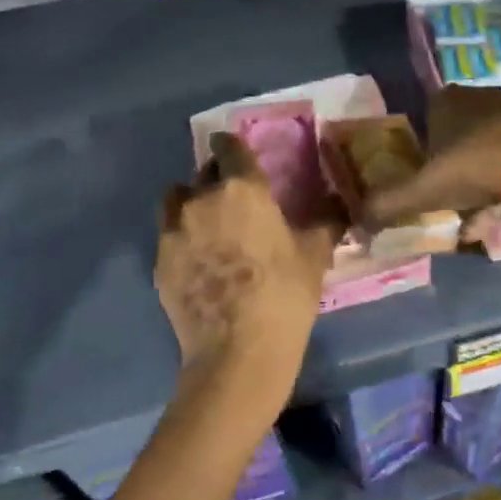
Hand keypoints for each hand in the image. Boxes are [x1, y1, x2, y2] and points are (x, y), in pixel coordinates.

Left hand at [156, 133, 340, 415]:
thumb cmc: (284, 296)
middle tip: (233, 197)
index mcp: (242, 189)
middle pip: (202, 173)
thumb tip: (341, 201)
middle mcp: (201, 200)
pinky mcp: (159, 263)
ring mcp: (173, 232)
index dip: (232, 146)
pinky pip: (168, 237)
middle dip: (216, 178)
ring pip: (176, 201)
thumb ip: (325, 221)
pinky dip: (182, 240)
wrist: (237, 353)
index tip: (236, 152)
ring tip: (208, 226)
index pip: (229, 147)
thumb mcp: (314, 255)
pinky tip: (199, 263)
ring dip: (190, 204)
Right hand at [364, 85, 500, 220]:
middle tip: (454, 199)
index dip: (425, 152)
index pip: (426, 120)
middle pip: (459, 133)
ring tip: (484, 210)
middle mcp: (480, 95)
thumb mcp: (423, 190)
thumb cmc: (475, 167)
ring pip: (490, 144)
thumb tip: (356, 224)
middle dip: (455, 167)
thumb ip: (388, 204)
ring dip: (484, 174)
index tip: (428, 182)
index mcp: (446, 100)